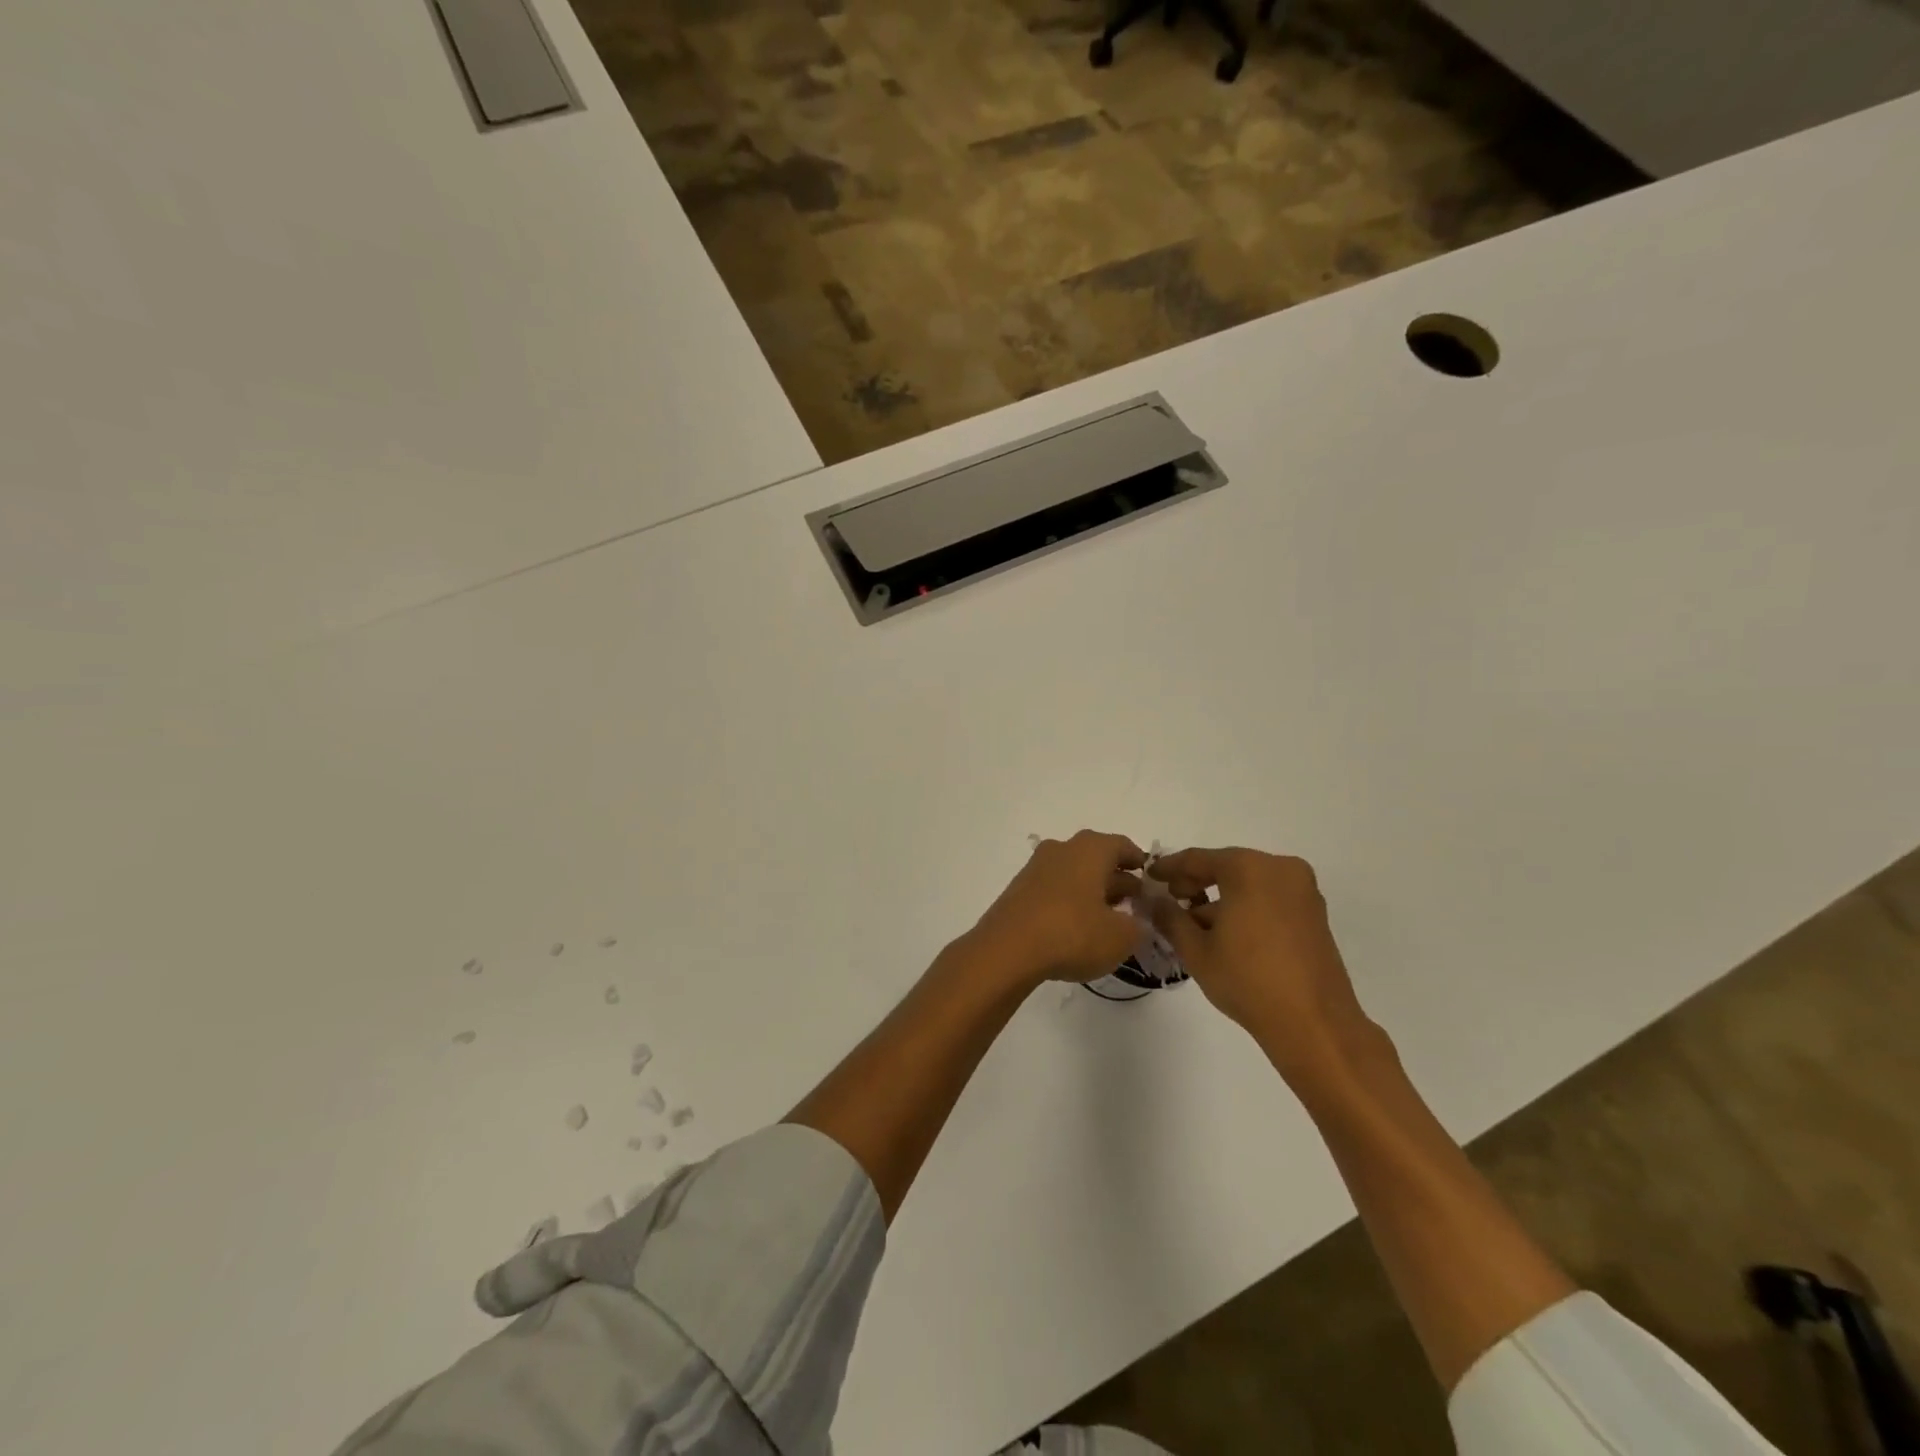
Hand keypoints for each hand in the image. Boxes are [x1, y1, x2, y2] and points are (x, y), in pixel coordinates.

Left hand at [968, 831, 1146, 990]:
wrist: (1007, 950)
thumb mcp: (1121, 937)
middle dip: (1117, 879)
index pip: (1122, 845)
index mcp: (1090, 849)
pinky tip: (1076, 927)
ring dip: (1092, 891)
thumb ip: (1138, 927)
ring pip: (1073, 873)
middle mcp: (1062, 849)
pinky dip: (1069, 902)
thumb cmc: (1072, 933)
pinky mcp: (1019, 889)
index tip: (1150, 881)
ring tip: (1107, 920)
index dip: (1139, 862)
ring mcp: (1036, 867)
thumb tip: (1138, 922)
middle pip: (1096, 858)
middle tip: (1133, 905)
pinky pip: (1053, 889)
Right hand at [1149, 847, 1373, 1080]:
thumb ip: (1168, 917)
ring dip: (1221, 898)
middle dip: (1196, 883)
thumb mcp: (1195, 949)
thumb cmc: (1247, 980)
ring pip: (1249, 883)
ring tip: (1195, 926)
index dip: (1168, 868)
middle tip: (1170, 901)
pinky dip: (1246, 907)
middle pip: (1226, 866)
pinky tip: (1226, 934)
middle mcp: (1279, 868)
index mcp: (1248, 868)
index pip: (1197, 859)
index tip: (1148, 876)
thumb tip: (1152, 900)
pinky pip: (1269, 897)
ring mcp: (1302, 890)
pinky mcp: (1314, 914)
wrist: (1314, 1024)